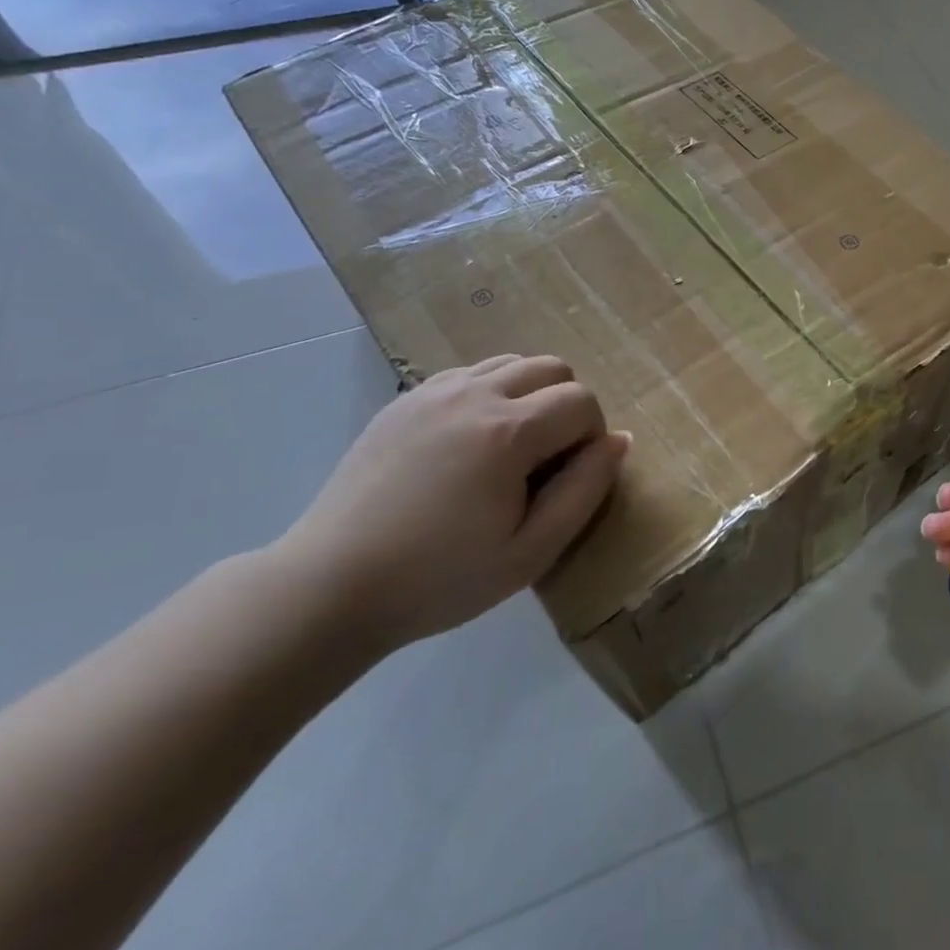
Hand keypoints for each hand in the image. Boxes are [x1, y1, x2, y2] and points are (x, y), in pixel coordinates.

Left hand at [273, 355, 629, 650]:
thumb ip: (584, 491)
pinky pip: (468, 374)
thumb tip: (619, 440)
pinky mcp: (403, 401)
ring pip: (510, 363)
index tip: (569, 477)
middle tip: (547, 459)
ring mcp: (433, 393)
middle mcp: (474, 395)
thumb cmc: (439, 578)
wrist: (330, 586)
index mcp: (508, 432)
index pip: (581, 401)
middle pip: (551, 367)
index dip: (591, 436)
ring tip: (510, 448)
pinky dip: (488, 394)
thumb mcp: (530, 552)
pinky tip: (469, 444)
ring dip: (529, 395)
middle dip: (567, 405)